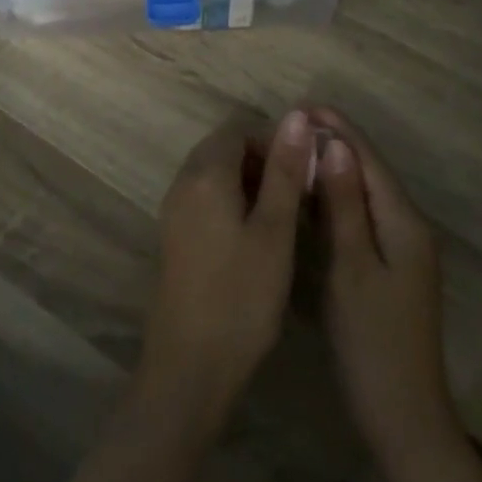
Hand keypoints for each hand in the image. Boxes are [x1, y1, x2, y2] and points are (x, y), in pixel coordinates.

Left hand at [135, 109, 314, 433]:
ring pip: (215, 175)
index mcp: (205, 175)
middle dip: (264, 160)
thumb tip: (296, 115)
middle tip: (299, 194)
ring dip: (251, 182)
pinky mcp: (176, 237)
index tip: (306, 170)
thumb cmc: (241, 296)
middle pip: (224, 149)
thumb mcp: (275, 231)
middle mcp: (182, 184)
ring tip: (286, 216)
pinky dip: (234, 202)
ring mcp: (174, 212)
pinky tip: (259, 236)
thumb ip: (285, 171)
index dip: (275, 140)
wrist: (190, 366)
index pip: (239, 129)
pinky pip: (206, 199)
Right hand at [311, 108, 461, 471]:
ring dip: (335, 171)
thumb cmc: (373, 340)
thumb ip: (345, 206)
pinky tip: (313, 198)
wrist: (403, 414)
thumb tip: (338, 146)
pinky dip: (338, 201)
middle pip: (370, 173)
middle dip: (336, 145)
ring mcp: (402, 250)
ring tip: (297, 150)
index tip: (304, 105)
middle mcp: (409, 227)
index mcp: (404, 222)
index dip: (339, 130)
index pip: (369, 160)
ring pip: (366, 195)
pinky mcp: (391, 269)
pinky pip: (363, 219)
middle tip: (292, 126)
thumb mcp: (353, 268)